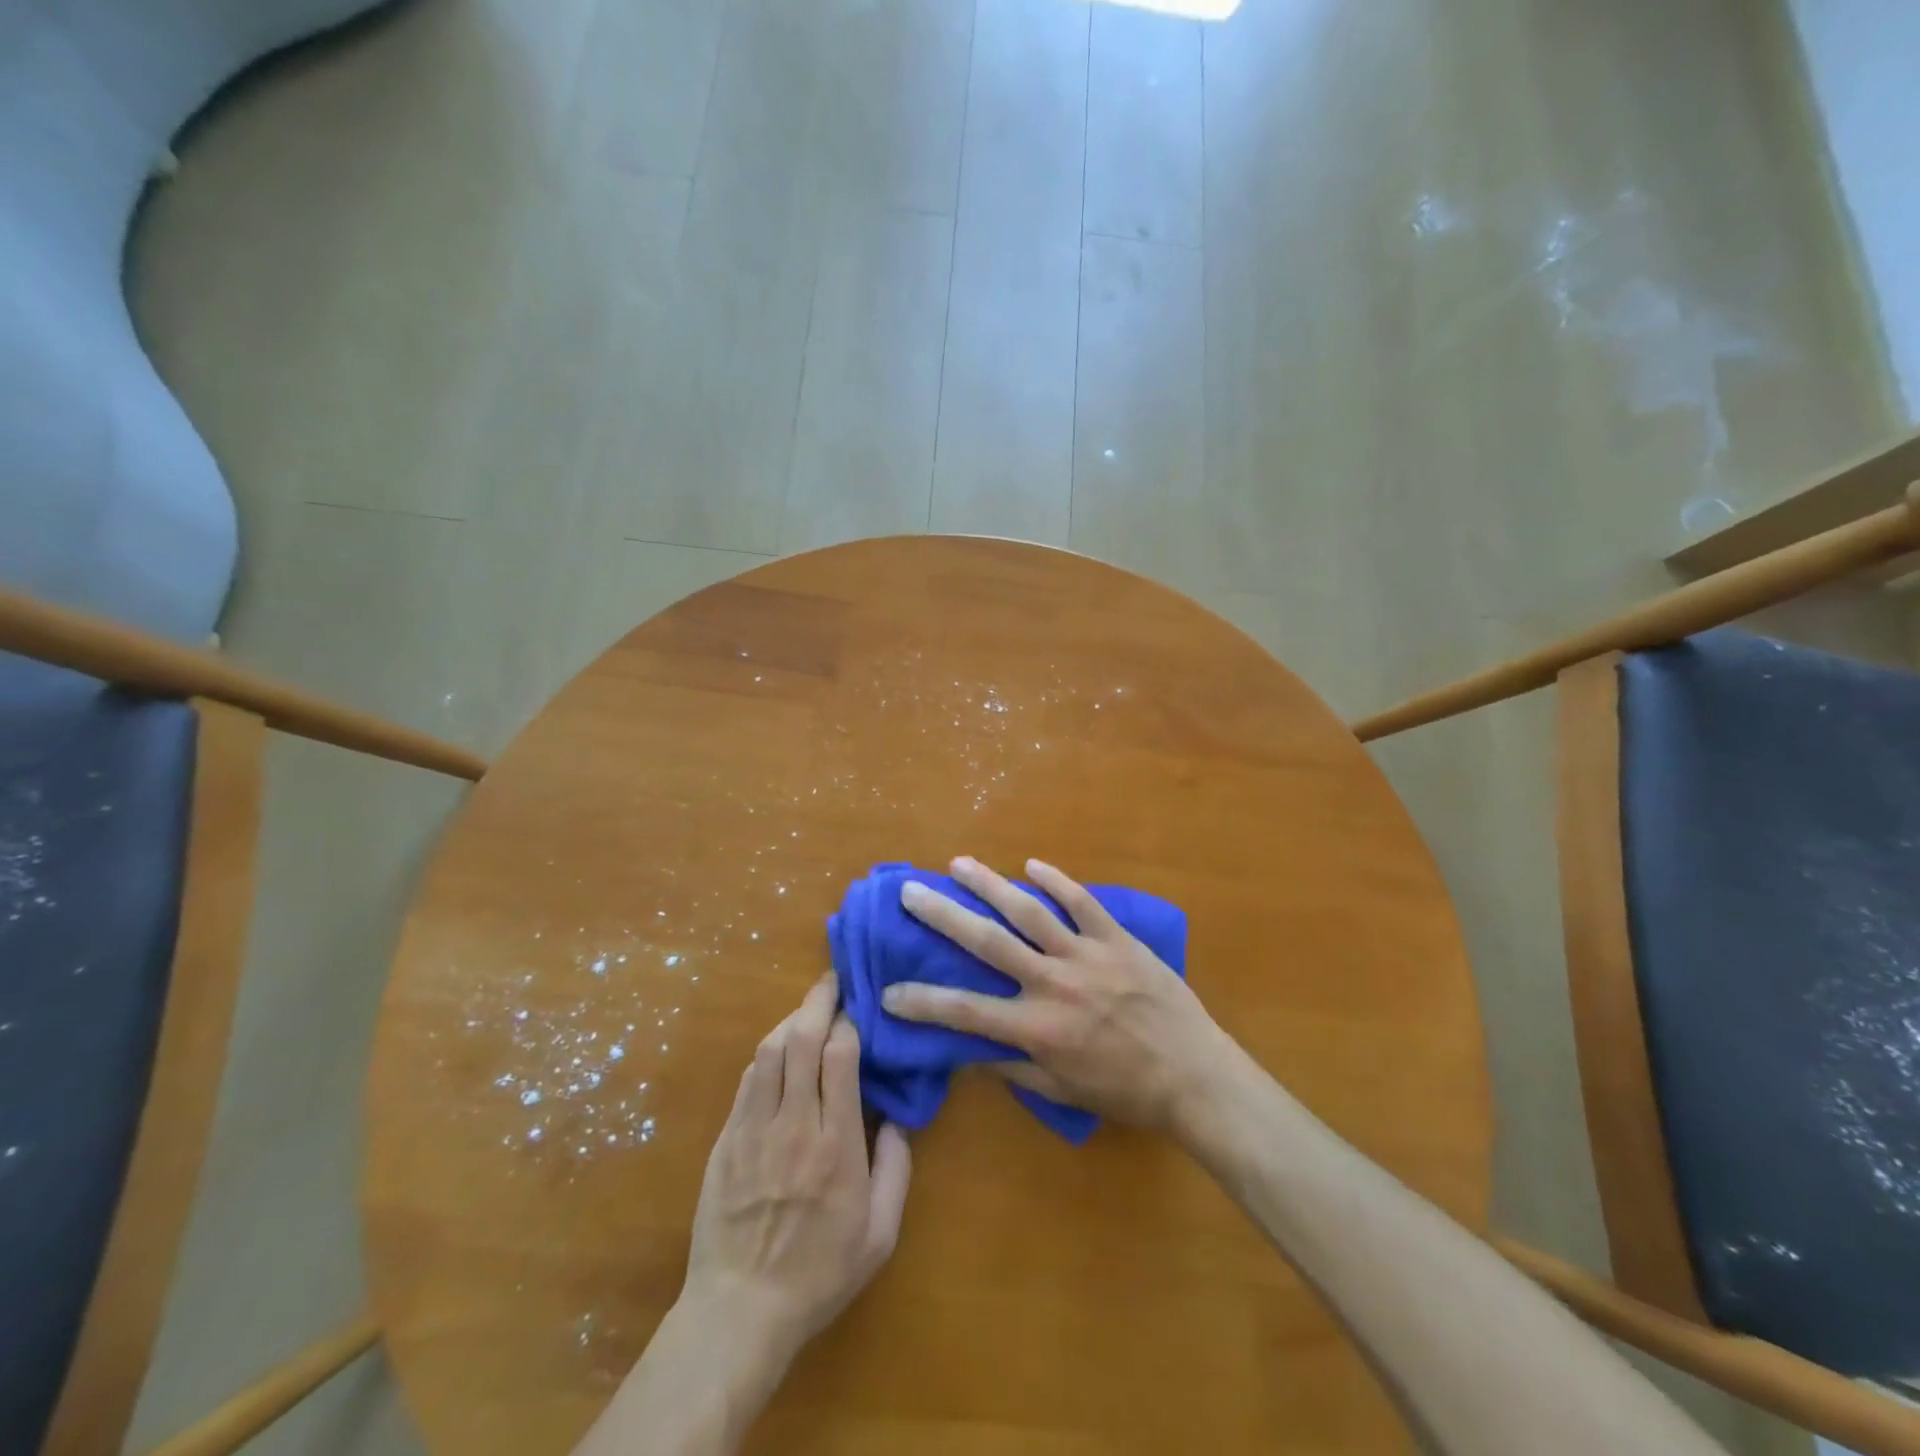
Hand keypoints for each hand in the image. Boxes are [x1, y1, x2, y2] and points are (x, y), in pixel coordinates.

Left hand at [679, 975, 911, 1365]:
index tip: (858, 1008)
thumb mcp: (880, 1234)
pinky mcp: (726, 1140)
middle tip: (831, 981)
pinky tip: (777, 1051)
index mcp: (837, 1145)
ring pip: (769, 1052)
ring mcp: (753, 1130)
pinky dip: (766, 1055)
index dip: (849, 1022)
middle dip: (818, 1001)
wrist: (739, 1311)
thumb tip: (896, 1118)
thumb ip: (896, 1170)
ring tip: (807, 1011)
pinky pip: (747, 1080)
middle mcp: (794, 1125)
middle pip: (801, 1041)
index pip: (840, 1057)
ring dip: (790, 1022)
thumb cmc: (818, 1274)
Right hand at [883, 856, 1230, 1133]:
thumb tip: (969, 1050)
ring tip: (958, 864)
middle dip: (944, 916)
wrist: (1193, 1075)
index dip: (923, 1002)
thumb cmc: (1125, 1091)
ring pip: (1029, 912)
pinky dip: (1056, 880)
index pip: (966, 1012)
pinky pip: (1082, 902)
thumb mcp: (1063, 1091)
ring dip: (990, 885)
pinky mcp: (1116, 938)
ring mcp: (1086, 955)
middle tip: (911, 893)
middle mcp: (1053, 984)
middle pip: (988, 943)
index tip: (888, 991)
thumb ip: (1013, 1068)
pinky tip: (1030, 863)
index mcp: (1037, 1028)